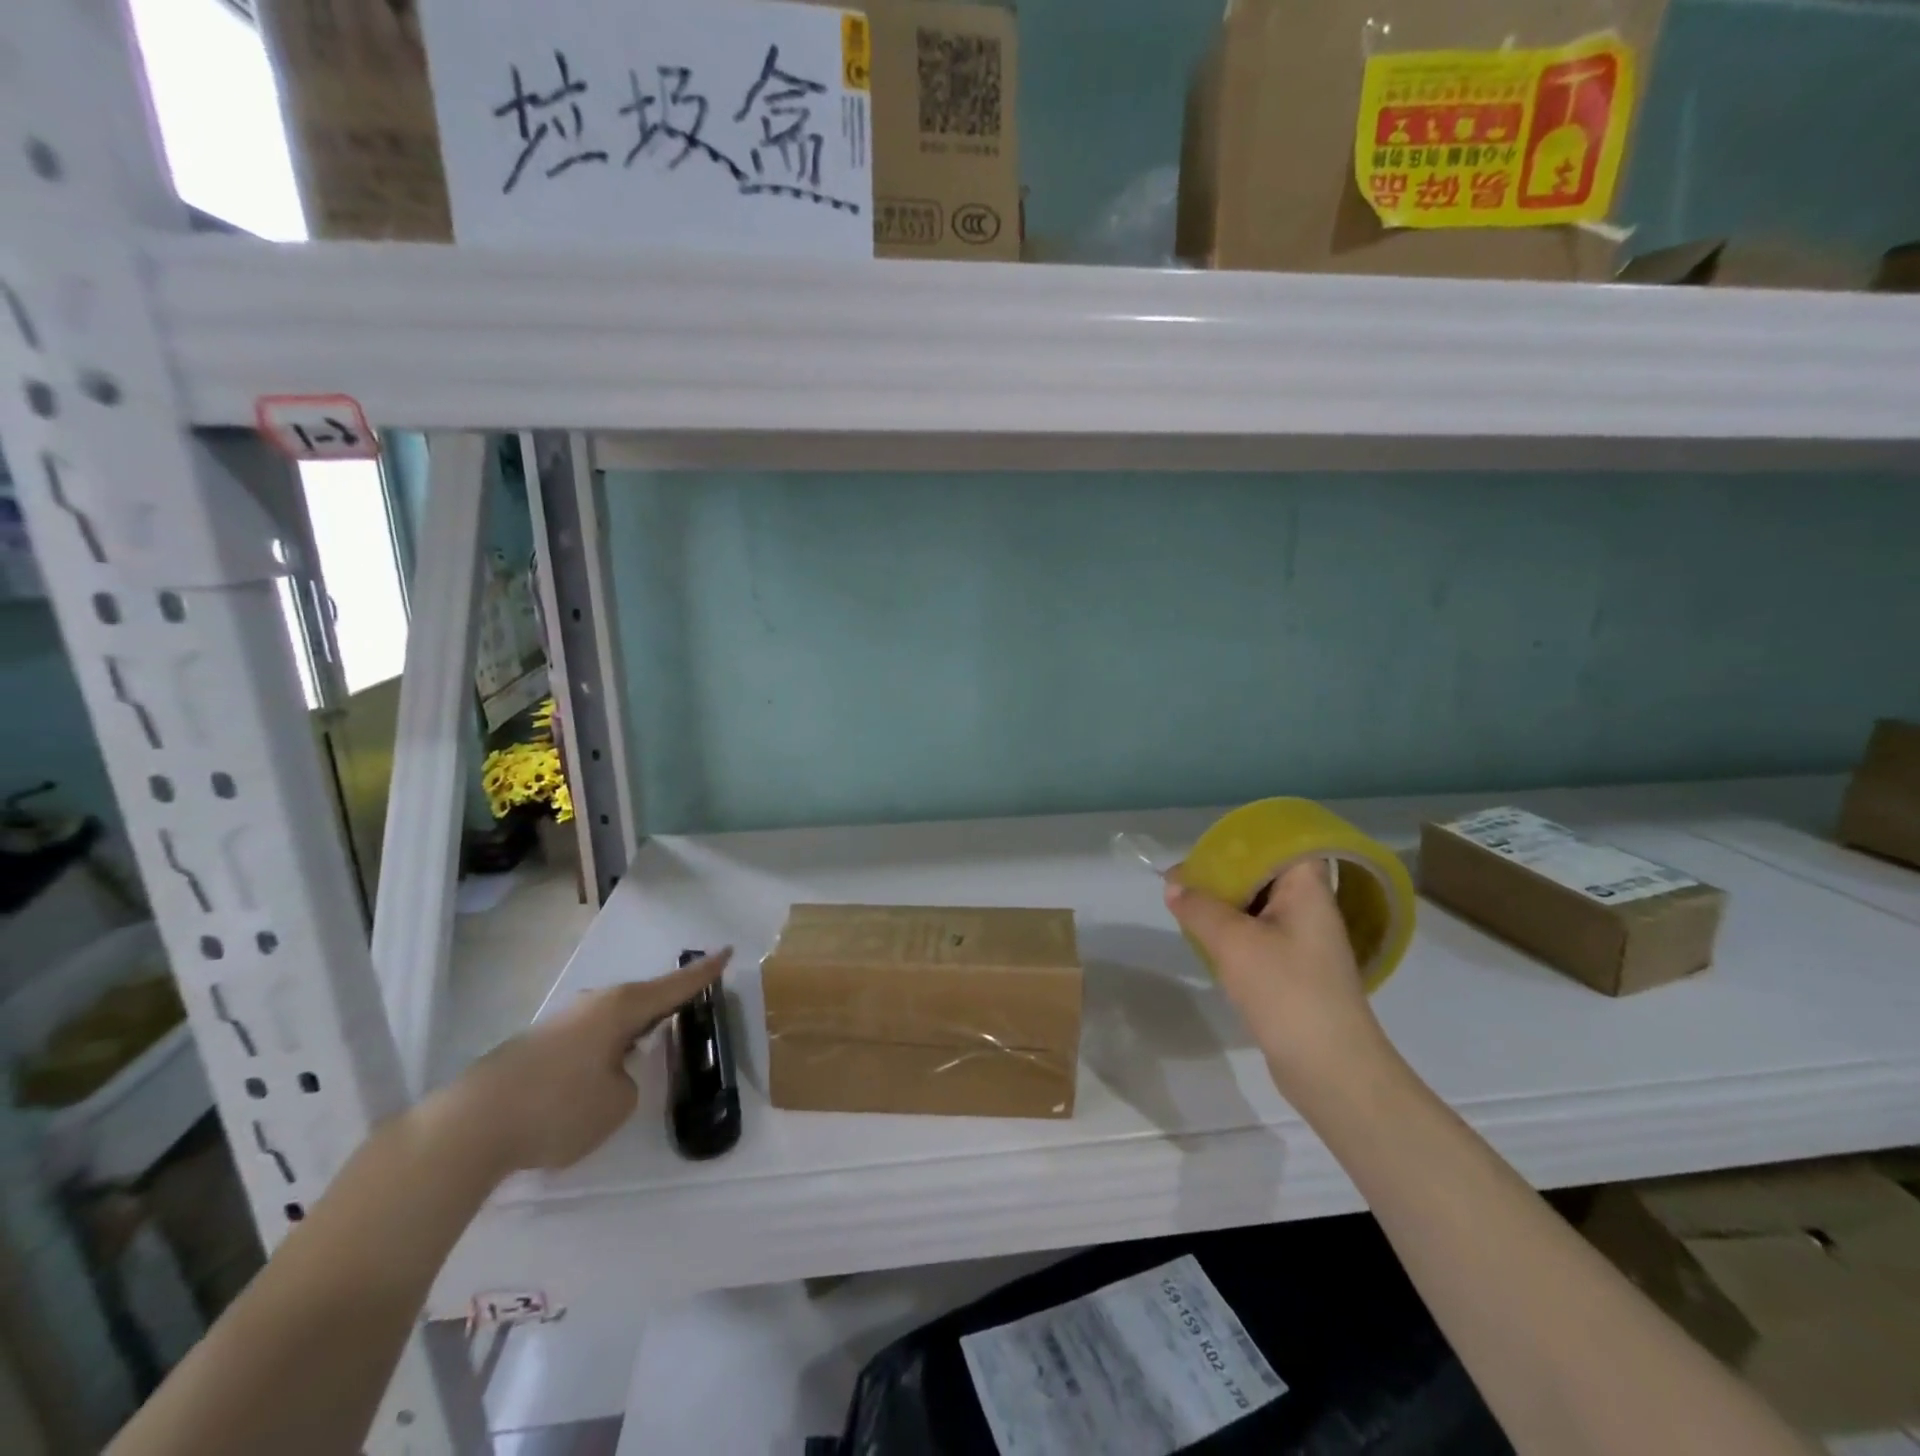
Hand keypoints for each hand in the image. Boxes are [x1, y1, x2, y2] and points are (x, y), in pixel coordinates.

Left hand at [432, 949, 731, 1176]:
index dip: (704, 972)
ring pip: (611, 1022)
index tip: (727, 951)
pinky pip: (587, 1041)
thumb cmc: (558, 1108)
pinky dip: (603, 1051)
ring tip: (642, 1054)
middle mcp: (593, 1005)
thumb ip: (630, 1082)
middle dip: (663, 1007)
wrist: (468, 1128)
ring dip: (630, 1033)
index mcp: (621, 1008)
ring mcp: (561, 1024)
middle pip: (641, 999)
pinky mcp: (537, 1047)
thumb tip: (613, 1074)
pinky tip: (596, 1079)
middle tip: (685, 1014)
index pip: (675, 986)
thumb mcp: (617, 1103)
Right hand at [1164, 863, 1386, 1100]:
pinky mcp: (1295, 971)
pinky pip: (1259, 935)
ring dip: (1225, 904)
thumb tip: (1174, 885)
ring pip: (1260, 906)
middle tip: (1183, 880)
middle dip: (1223, 873)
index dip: (1245, 841)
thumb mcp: (1233, 941)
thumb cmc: (1286, 990)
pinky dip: (1233, 931)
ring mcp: (1305, 942)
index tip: (1207, 849)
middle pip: (1266, 874)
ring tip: (1186, 906)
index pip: (1284, 844)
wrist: (1331, 1069)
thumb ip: (1199, 907)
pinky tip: (1206, 939)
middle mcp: (1311, 909)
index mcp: (1308, 890)